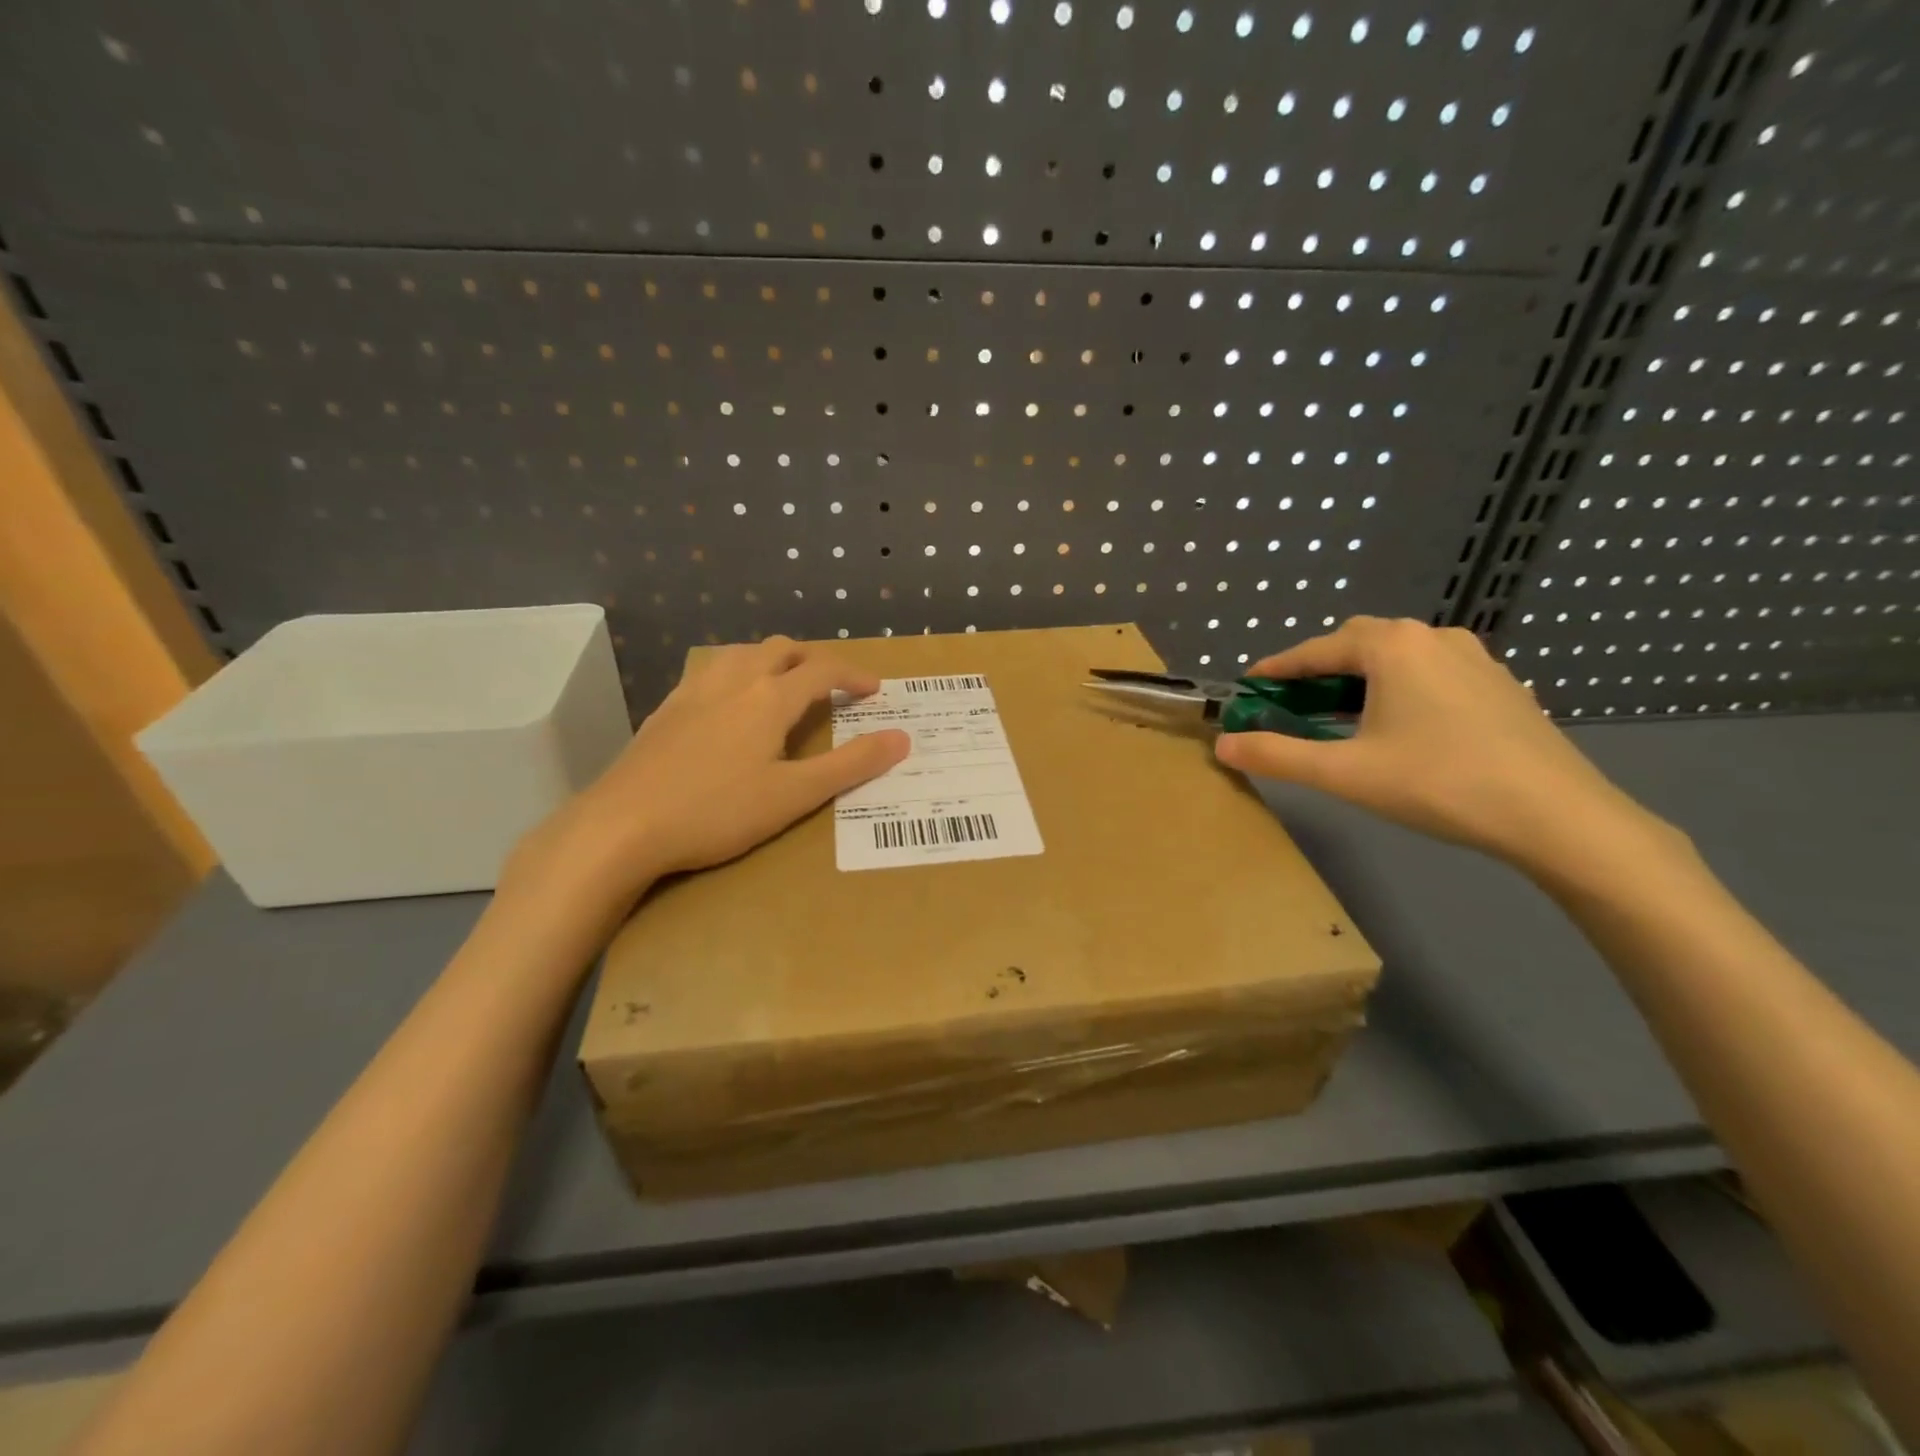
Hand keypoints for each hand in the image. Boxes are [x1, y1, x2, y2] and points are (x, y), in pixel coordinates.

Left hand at [509, 637, 909, 912]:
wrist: (622, 825)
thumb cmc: (716, 812)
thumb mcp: (794, 795)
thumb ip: (851, 765)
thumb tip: (901, 738)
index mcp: (770, 698)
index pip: (823, 671)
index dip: (854, 675)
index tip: (875, 689)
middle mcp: (734, 681)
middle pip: (782, 649)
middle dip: (814, 660)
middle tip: (833, 685)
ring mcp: (694, 691)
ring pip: (743, 653)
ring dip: (774, 659)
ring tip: (785, 684)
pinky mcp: (667, 709)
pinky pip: (712, 671)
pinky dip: (738, 672)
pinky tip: (730, 702)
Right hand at [1214, 617, 1652, 868]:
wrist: (1557, 816)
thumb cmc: (1438, 783)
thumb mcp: (1344, 773)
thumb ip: (1277, 755)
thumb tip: (1223, 745)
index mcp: (1392, 647)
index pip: (1316, 649)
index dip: (1277, 668)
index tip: (1249, 685)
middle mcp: (1432, 638)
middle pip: (1357, 645)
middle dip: (1318, 670)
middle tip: (1292, 703)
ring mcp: (1474, 658)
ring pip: (1397, 658)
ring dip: (1360, 679)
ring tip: (1341, 717)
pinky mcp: (1500, 685)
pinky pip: (1431, 674)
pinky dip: (1398, 689)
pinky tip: (1399, 728)